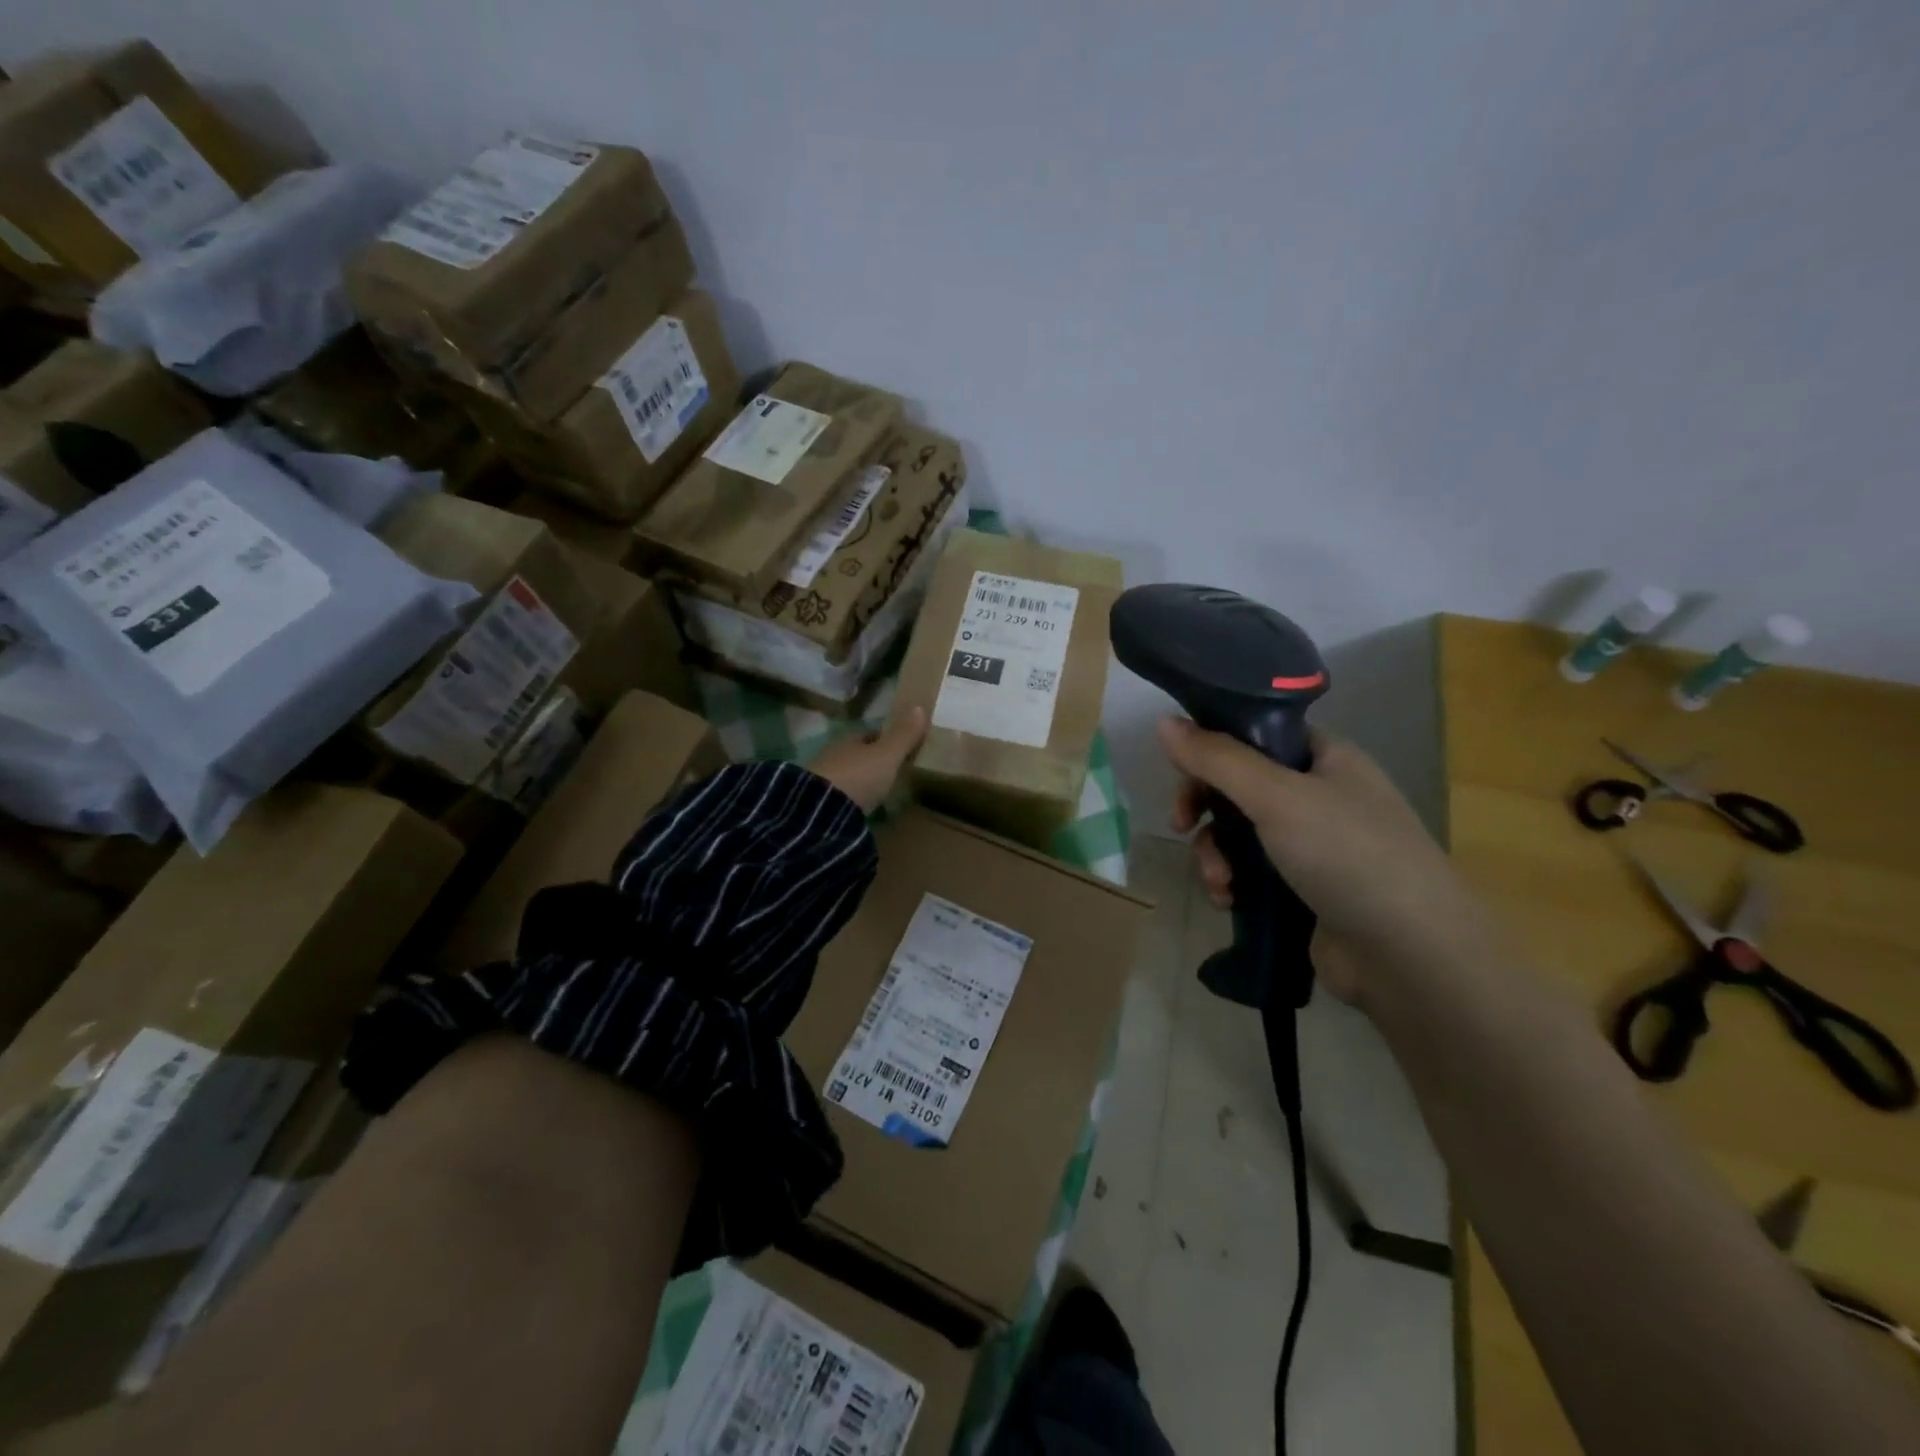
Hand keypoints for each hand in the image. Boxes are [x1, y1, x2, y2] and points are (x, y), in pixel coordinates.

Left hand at [808, 707, 927, 812]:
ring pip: (846, 774)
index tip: (900, 747)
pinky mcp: (817, 803)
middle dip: (870, 760)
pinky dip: (850, 798)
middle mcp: (832, 754)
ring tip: (877, 792)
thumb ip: (903, 735)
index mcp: (849, 739)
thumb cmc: (859, 776)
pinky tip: (859, 807)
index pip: (869, 734)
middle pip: (856, 754)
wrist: (822, 810)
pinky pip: (838, 796)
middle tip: (890, 771)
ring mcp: (821, 779)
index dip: (885, 739)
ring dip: (859, 780)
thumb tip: (920, 706)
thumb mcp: (887, 755)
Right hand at [1160, 717, 1484, 1001]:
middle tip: (1181, 825)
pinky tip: (1228, 902)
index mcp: (1326, 759)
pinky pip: (1249, 873)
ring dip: (1215, 854)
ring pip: (1238, 833)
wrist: (1410, 958)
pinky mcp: (1302, 891)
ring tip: (1220, 883)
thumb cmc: (1348, 856)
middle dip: (1205, 808)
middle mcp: (1319, 796)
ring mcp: (1312, 846)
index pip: (1256, 733)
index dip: (1214, 746)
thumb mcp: (1277, 796)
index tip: (1180, 769)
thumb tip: (1163, 722)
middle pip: (1239, 785)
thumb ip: (1217, 758)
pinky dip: (1231, 883)